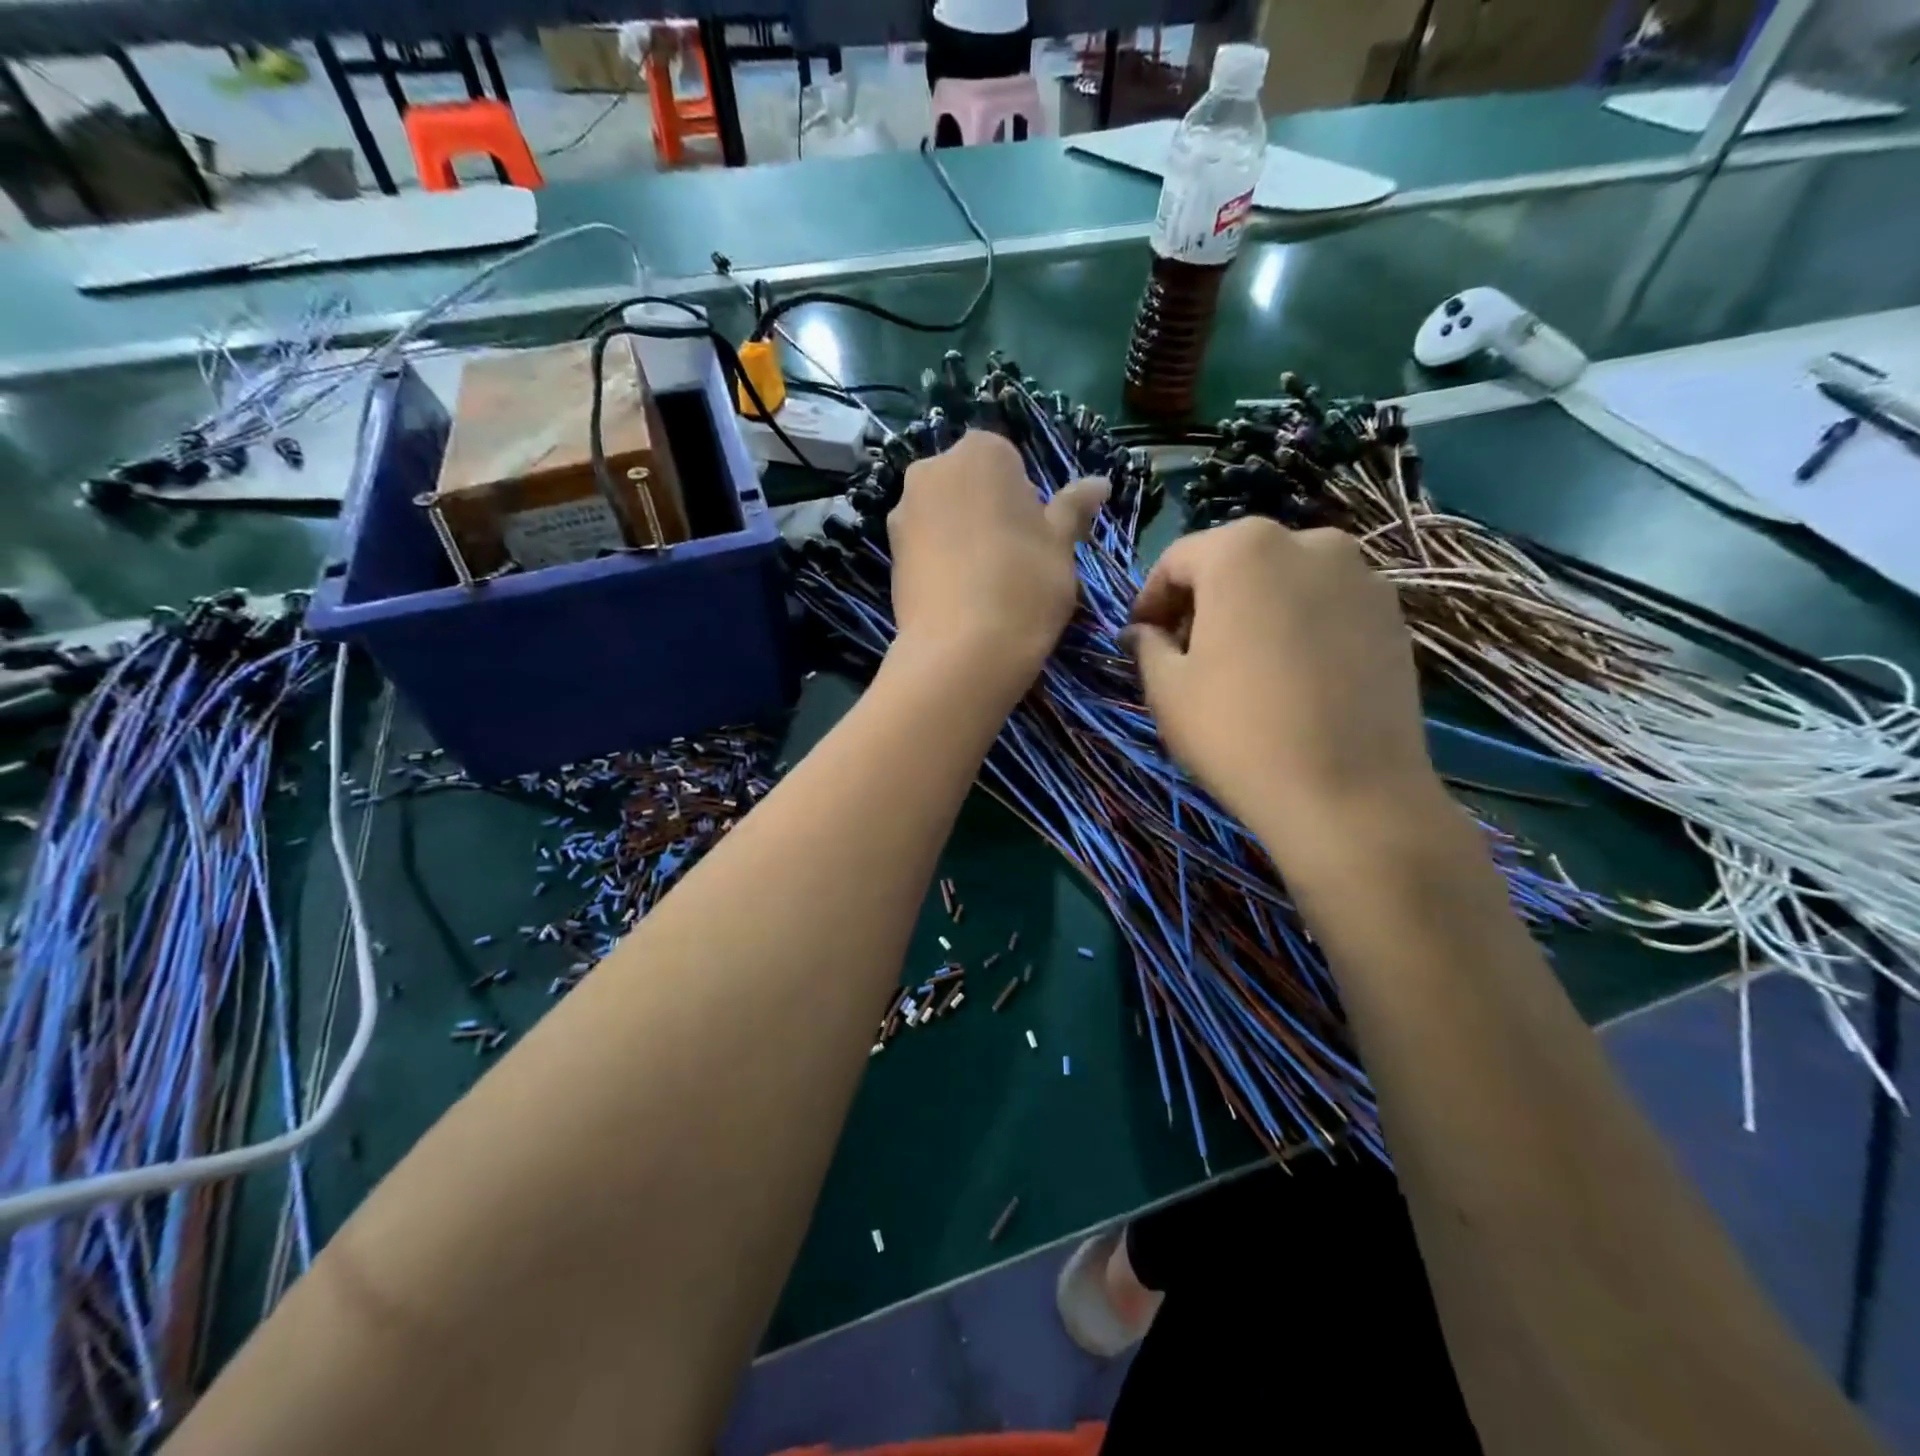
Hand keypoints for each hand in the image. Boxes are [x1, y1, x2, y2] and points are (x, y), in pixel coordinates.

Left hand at [887, 430, 1107, 684]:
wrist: (961, 652)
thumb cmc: (1024, 586)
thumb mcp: (1062, 545)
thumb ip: (1074, 508)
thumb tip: (1100, 482)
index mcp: (980, 452)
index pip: (1011, 463)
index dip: (1027, 501)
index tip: (1036, 539)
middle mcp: (932, 469)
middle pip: (972, 484)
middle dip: (991, 512)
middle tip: (1014, 561)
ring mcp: (903, 511)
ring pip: (945, 515)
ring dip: (964, 536)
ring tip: (985, 583)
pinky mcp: (889, 552)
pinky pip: (925, 546)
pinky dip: (941, 560)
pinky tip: (959, 596)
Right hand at [1125, 519, 1443, 866]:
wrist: (1348, 795)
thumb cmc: (1238, 732)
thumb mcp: (1167, 689)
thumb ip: (1147, 645)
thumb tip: (1141, 632)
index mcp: (1243, 549)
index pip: (1177, 560)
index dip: (1151, 600)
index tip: (1142, 639)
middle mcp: (1309, 542)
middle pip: (1236, 563)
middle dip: (1204, 602)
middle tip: (1187, 652)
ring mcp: (1361, 577)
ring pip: (1285, 582)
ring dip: (1254, 611)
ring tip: (1243, 665)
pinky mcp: (1393, 615)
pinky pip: (1326, 607)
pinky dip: (1299, 627)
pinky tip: (1291, 676)